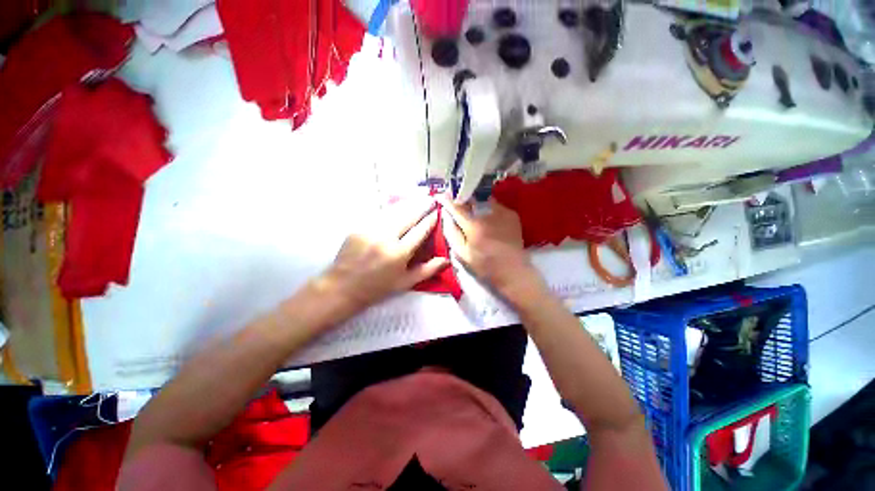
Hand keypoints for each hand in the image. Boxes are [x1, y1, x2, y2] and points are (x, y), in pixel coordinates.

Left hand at [319, 197, 448, 315]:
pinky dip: (391, 210)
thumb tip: (446, 260)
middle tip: (431, 199)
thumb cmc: (378, 287)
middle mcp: (386, 238)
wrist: (343, 287)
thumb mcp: (405, 282)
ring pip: (393, 212)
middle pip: (408, 217)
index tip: (437, 213)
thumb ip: (428, 270)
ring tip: (418, 199)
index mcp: (399, 253)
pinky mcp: (359, 227)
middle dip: (421, 207)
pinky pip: (379, 215)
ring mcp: (371, 230)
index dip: (430, 220)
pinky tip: (398, 207)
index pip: (419, 231)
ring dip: (408, 205)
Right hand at [440, 196, 544, 302]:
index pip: (457, 206)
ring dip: (475, 203)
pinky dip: (487, 209)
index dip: (447, 200)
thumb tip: (446, 215)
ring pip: (483, 200)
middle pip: (470, 199)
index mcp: (474, 226)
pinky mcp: (512, 214)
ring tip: (471, 211)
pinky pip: (495, 206)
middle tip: (456, 203)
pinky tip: (487, 218)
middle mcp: (488, 214)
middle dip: (461, 199)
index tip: (440, 195)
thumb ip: (451, 233)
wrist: (513, 271)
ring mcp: (502, 212)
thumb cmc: (485, 266)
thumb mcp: (462, 254)